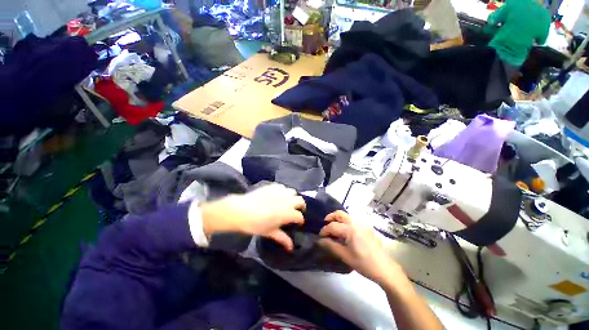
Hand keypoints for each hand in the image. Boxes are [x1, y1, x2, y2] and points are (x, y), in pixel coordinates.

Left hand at [200, 184, 305, 250]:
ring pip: (293, 192)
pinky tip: (278, 195)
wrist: (241, 210)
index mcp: (288, 213)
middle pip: (300, 201)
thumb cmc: (256, 224)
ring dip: (293, 197)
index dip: (300, 220)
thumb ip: (283, 238)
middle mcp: (288, 200)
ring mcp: (281, 192)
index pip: (300, 216)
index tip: (298, 223)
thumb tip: (291, 248)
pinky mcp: (273, 186)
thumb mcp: (270, 232)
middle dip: (301, 206)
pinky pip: (283, 187)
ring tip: (288, 202)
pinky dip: (283, 191)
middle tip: (296, 211)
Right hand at [318, 211, 402, 284]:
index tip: (320, 237)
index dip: (324, 230)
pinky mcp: (366, 227)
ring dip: (337, 219)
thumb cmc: (364, 263)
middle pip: (339, 214)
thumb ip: (331, 246)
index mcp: (349, 229)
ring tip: (333, 229)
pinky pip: (352, 220)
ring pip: (346, 216)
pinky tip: (344, 232)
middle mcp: (355, 222)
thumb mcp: (345, 256)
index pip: (332, 226)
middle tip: (325, 225)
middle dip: (330, 218)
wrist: (385, 269)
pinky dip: (345, 222)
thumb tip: (319, 240)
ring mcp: (362, 224)